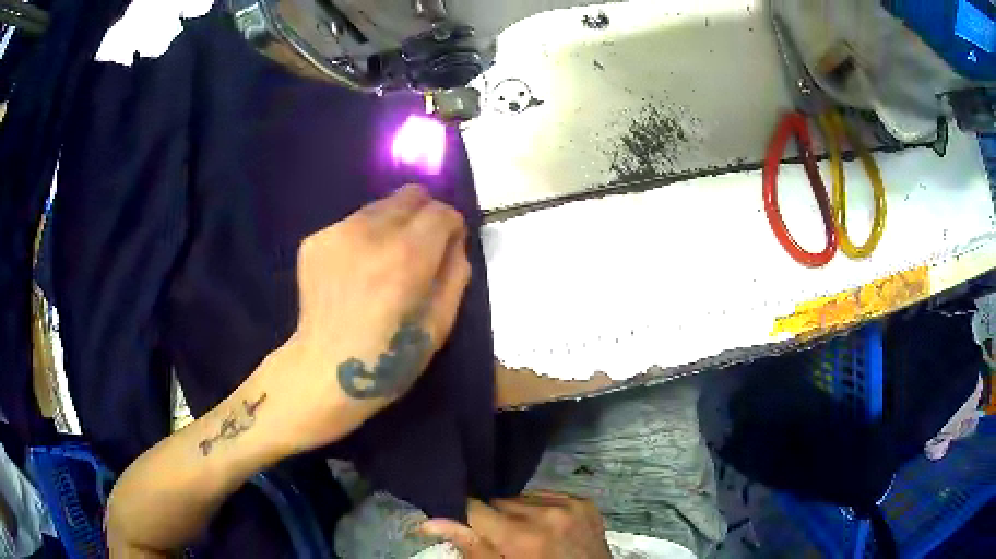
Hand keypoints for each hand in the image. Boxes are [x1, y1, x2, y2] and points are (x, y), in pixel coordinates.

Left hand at [268, 185, 469, 452]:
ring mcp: (336, 233)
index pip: (441, 211)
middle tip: (418, 249)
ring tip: (383, 263)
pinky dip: (363, 238)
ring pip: (380, 206)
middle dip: (423, 216)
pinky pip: (352, 223)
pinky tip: (355, 272)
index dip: (452, 226)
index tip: (448, 245)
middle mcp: (369, 233)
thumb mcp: (440, 325)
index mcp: (406, 257)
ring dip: (392, 225)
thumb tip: (454, 241)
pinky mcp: (314, 240)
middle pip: (410, 195)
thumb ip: (455, 273)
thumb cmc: (387, 360)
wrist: (323, 371)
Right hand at [420, 491, 611, 558]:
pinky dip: (540, 509)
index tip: (455, 517)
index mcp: (523, 536)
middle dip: (492, 517)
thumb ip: (470, 548)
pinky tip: (545, 528)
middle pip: (499, 501)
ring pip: (523, 498)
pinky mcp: (586, 503)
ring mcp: (572, 505)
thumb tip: (429, 521)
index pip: (475, 507)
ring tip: (524, 535)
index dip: (462, 512)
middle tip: (497, 539)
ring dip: (516, 512)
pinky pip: (549, 496)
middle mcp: (548, 513)